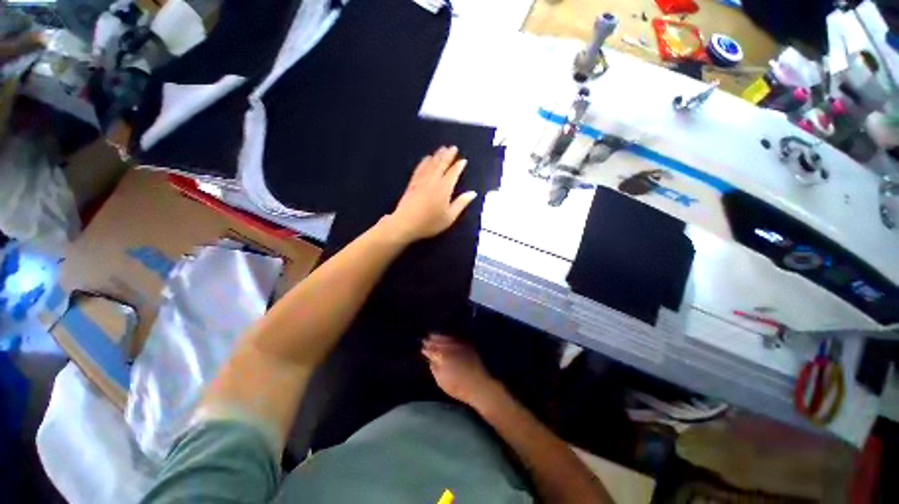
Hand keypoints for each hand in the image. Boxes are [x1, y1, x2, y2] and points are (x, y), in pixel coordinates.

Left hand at [382, 146, 477, 243]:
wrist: (405, 224)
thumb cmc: (430, 223)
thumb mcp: (449, 217)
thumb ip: (461, 204)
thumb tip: (472, 193)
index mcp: (444, 188)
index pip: (453, 173)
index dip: (459, 166)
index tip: (463, 160)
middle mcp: (433, 181)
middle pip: (441, 164)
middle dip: (448, 155)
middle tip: (453, 147)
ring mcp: (421, 181)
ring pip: (430, 164)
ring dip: (437, 155)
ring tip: (442, 149)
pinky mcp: (412, 183)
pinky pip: (420, 168)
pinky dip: (424, 162)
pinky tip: (426, 158)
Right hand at [422, 334, 499, 406]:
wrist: (478, 385)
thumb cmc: (458, 387)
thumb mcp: (441, 381)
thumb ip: (434, 368)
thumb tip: (431, 359)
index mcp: (441, 356)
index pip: (431, 350)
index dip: (426, 348)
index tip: (422, 348)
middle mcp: (449, 347)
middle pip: (438, 341)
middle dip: (431, 340)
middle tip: (426, 339)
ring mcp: (459, 344)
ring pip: (446, 337)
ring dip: (439, 336)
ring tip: (433, 335)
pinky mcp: (467, 344)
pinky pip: (455, 337)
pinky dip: (449, 336)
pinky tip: (446, 337)